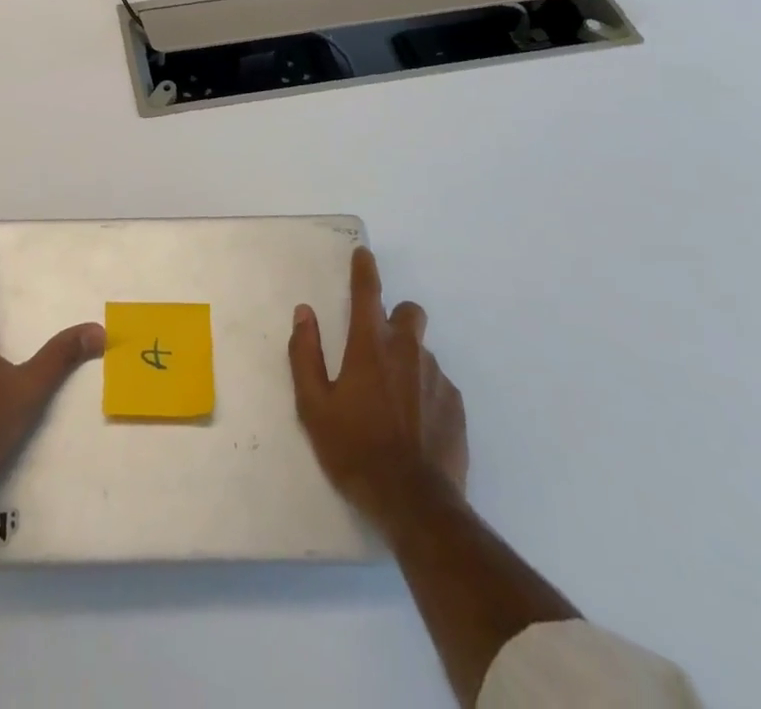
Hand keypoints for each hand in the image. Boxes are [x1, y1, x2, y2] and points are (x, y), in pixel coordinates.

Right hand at [290, 247, 467, 531]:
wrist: (415, 505)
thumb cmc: (354, 450)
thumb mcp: (313, 406)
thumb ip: (304, 353)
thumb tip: (304, 313)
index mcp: (370, 346)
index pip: (367, 292)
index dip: (364, 269)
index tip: (364, 255)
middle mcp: (407, 352)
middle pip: (409, 313)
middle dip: (395, 317)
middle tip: (376, 346)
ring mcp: (436, 379)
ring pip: (422, 351)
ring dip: (407, 360)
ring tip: (391, 400)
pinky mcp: (456, 407)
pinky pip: (437, 384)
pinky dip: (424, 392)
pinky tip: (413, 424)